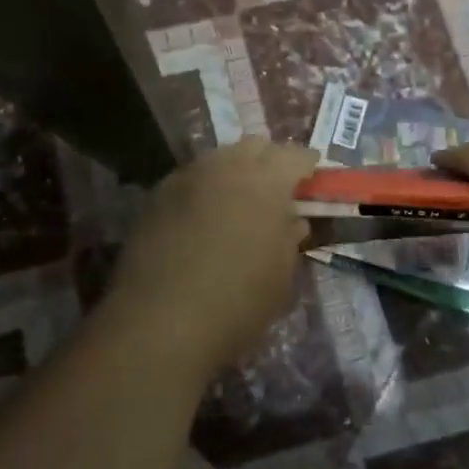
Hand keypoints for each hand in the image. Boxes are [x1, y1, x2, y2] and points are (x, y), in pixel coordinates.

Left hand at [102, 138, 317, 378]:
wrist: (160, 322)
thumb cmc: (237, 302)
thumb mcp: (281, 276)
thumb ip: (290, 239)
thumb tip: (292, 221)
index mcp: (266, 180)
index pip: (294, 155)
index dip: (307, 165)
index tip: (312, 177)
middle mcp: (226, 166)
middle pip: (254, 146)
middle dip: (269, 160)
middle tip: (277, 187)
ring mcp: (186, 177)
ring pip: (219, 158)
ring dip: (234, 171)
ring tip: (238, 201)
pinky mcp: (156, 196)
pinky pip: (190, 179)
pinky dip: (205, 188)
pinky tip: (204, 216)